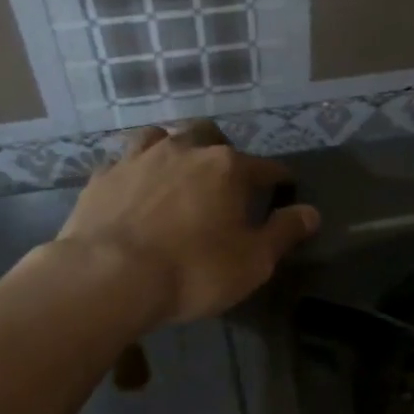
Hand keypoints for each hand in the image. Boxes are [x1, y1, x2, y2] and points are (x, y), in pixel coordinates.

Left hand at [51, 125, 320, 325]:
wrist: (108, 277)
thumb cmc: (193, 270)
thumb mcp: (253, 261)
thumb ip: (284, 232)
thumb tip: (311, 212)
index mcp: (227, 168)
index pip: (265, 167)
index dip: (279, 179)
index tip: (286, 188)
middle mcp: (184, 150)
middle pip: (210, 136)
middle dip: (222, 152)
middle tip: (225, 179)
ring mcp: (138, 158)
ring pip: (162, 137)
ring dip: (175, 150)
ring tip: (178, 173)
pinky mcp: (103, 177)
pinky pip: (125, 161)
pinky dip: (137, 171)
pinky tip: (136, 189)